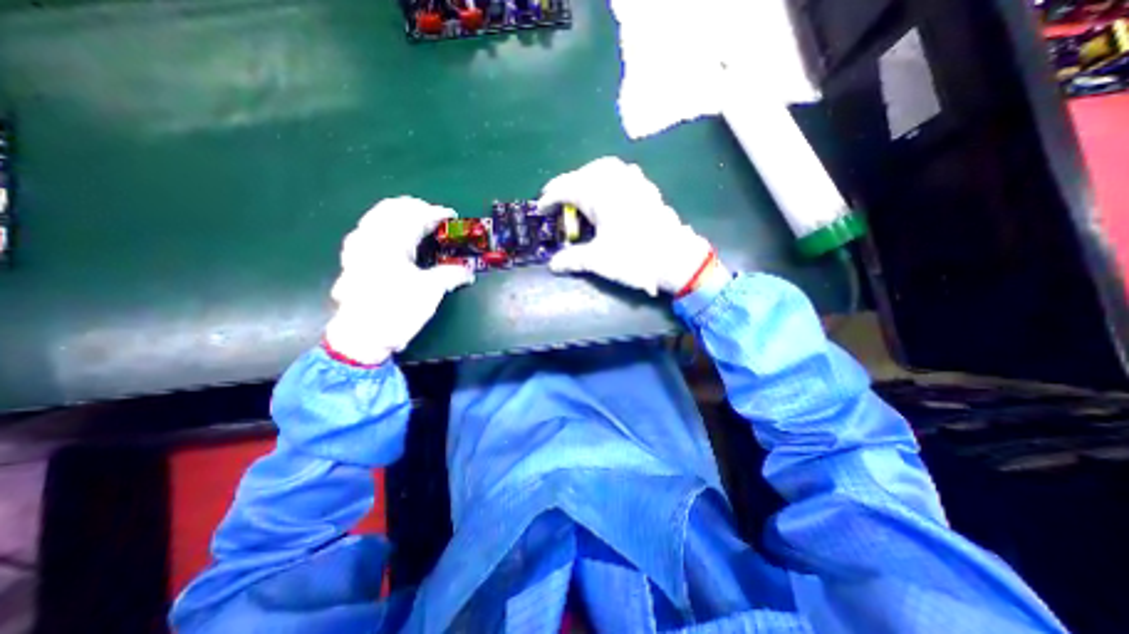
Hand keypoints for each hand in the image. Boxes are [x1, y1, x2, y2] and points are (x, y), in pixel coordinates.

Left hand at [324, 197, 473, 365]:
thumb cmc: (397, 310)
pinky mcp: (353, 258)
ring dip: (399, 214)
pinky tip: (392, 235)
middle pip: (393, 209)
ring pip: (377, 216)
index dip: (436, 213)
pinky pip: (368, 229)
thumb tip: (469, 272)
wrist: (362, 336)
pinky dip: (384, 225)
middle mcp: (371, 237)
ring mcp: (358, 247)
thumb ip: (451, 275)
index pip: (416, 216)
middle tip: (435, 216)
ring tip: (417, 221)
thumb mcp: (430, 291)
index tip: (452, 216)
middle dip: (416, 208)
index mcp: (391, 242)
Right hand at [536, 159, 707, 296]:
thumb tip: (553, 265)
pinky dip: (608, 180)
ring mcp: (634, 181)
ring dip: (587, 178)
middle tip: (558, 202)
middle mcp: (615, 180)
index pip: (566, 188)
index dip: (549, 198)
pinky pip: (621, 174)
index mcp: (599, 193)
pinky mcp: (647, 189)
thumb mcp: (598, 260)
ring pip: (604, 169)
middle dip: (567, 186)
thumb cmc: (634, 257)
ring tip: (581, 195)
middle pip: (583, 173)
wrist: (675, 258)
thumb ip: (572, 259)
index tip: (540, 210)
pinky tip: (608, 194)